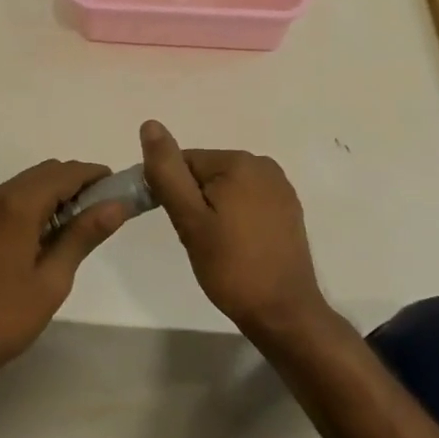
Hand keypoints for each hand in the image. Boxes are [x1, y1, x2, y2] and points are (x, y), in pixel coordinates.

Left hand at [0, 159, 127, 388]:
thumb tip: (116, 205)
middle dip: (71, 183)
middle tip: (94, 211)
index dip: (93, 175)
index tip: (114, 188)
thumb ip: (83, 236)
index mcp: (17, 206)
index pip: (64, 173)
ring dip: (43, 197)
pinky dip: (17, 211)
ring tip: (62, 230)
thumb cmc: (3, 319)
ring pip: (14, 188)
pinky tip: (22, 244)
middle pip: (39, 174)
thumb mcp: (52, 281)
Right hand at [140, 120, 325, 334]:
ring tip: (217, 246)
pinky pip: (247, 202)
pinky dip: (235, 218)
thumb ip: (167, 172)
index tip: (177, 225)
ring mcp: (280, 188)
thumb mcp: (189, 219)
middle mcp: (264, 165)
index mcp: (239, 162)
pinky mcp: (288, 210)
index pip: (185, 162)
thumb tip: (150, 125)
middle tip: (198, 240)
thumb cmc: (231, 266)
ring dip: (213, 211)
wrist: (283, 312)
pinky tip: (237, 247)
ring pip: (226, 189)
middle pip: (206, 173)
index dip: (171, 192)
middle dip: (194, 202)